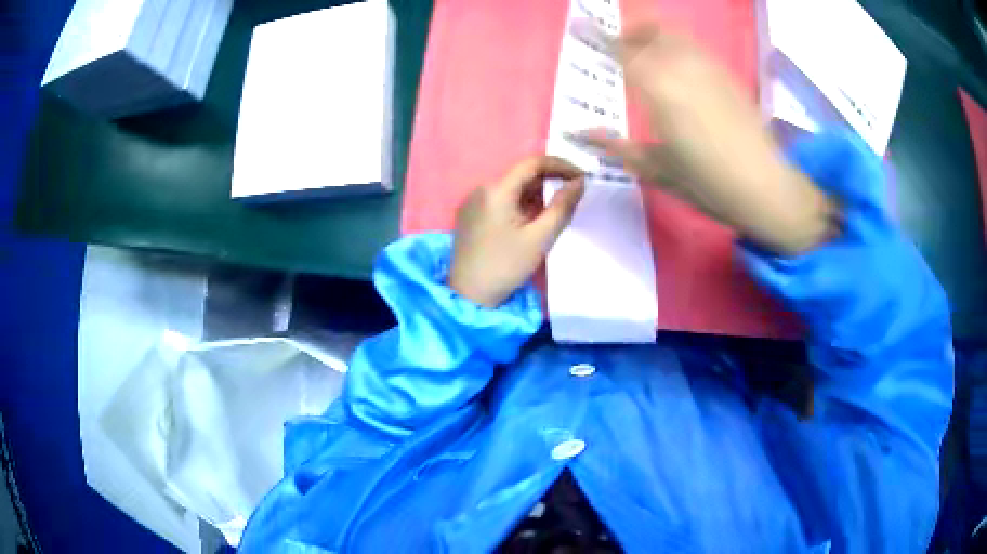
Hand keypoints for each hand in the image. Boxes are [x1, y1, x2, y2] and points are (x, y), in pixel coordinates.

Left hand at [448, 156, 584, 307]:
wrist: (469, 295)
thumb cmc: (506, 266)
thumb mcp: (540, 238)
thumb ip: (562, 206)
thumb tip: (580, 182)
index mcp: (496, 190)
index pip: (533, 163)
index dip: (561, 165)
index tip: (582, 177)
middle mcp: (481, 188)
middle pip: (522, 174)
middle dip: (550, 180)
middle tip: (573, 194)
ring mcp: (473, 201)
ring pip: (512, 187)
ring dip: (536, 193)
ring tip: (556, 209)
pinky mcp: (470, 214)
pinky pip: (501, 199)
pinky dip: (521, 202)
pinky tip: (533, 219)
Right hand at [575, 23, 835, 253]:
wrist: (763, 187)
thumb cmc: (707, 183)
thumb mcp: (657, 170)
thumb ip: (617, 147)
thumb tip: (581, 134)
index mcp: (659, 90)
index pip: (621, 52)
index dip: (597, 37)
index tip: (579, 25)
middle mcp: (682, 68)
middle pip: (650, 32)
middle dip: (629, 32)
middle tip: (618, 44)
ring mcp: (709, 68)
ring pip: (675, 34)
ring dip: (654, 34)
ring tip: (646, 50)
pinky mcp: (728, 75)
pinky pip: (696, 48)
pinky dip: (679, 46)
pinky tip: (679, 66)